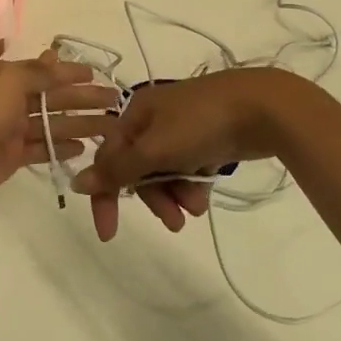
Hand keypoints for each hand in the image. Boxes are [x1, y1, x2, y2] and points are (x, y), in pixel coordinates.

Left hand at [0, 51, 118, 211]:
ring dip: (79, 123)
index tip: (97, 73)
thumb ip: (38, 73)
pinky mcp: (12, 157)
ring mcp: (10, 130)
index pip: (43, 71)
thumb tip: (57, 58)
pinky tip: (84, 147)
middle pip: (52, 97)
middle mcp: (8, 100)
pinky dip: (61, 146)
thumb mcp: (10, 80)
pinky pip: (42, 148)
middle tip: (115, 101)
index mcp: (4, 76)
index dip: (70, 71)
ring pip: (51, 123)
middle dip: (82, 98)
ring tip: (109, 126)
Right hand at [71, 68, 297, 240]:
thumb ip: (118, 169)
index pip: (108, 159)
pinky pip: (188, 169)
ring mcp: (182, 128)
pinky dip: (193, 184)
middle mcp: (154, 119)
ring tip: (197, 208)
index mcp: (135, 113)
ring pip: (165, 171)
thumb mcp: (155, 149)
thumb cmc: (202, 123)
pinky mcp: (207, 139)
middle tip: (174, 223)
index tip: (108, 233)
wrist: (263, 107)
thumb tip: (76, 182)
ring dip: (176, 194)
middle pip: (138, 168)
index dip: (106, 195)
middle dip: (154, 197)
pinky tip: (206, 195)